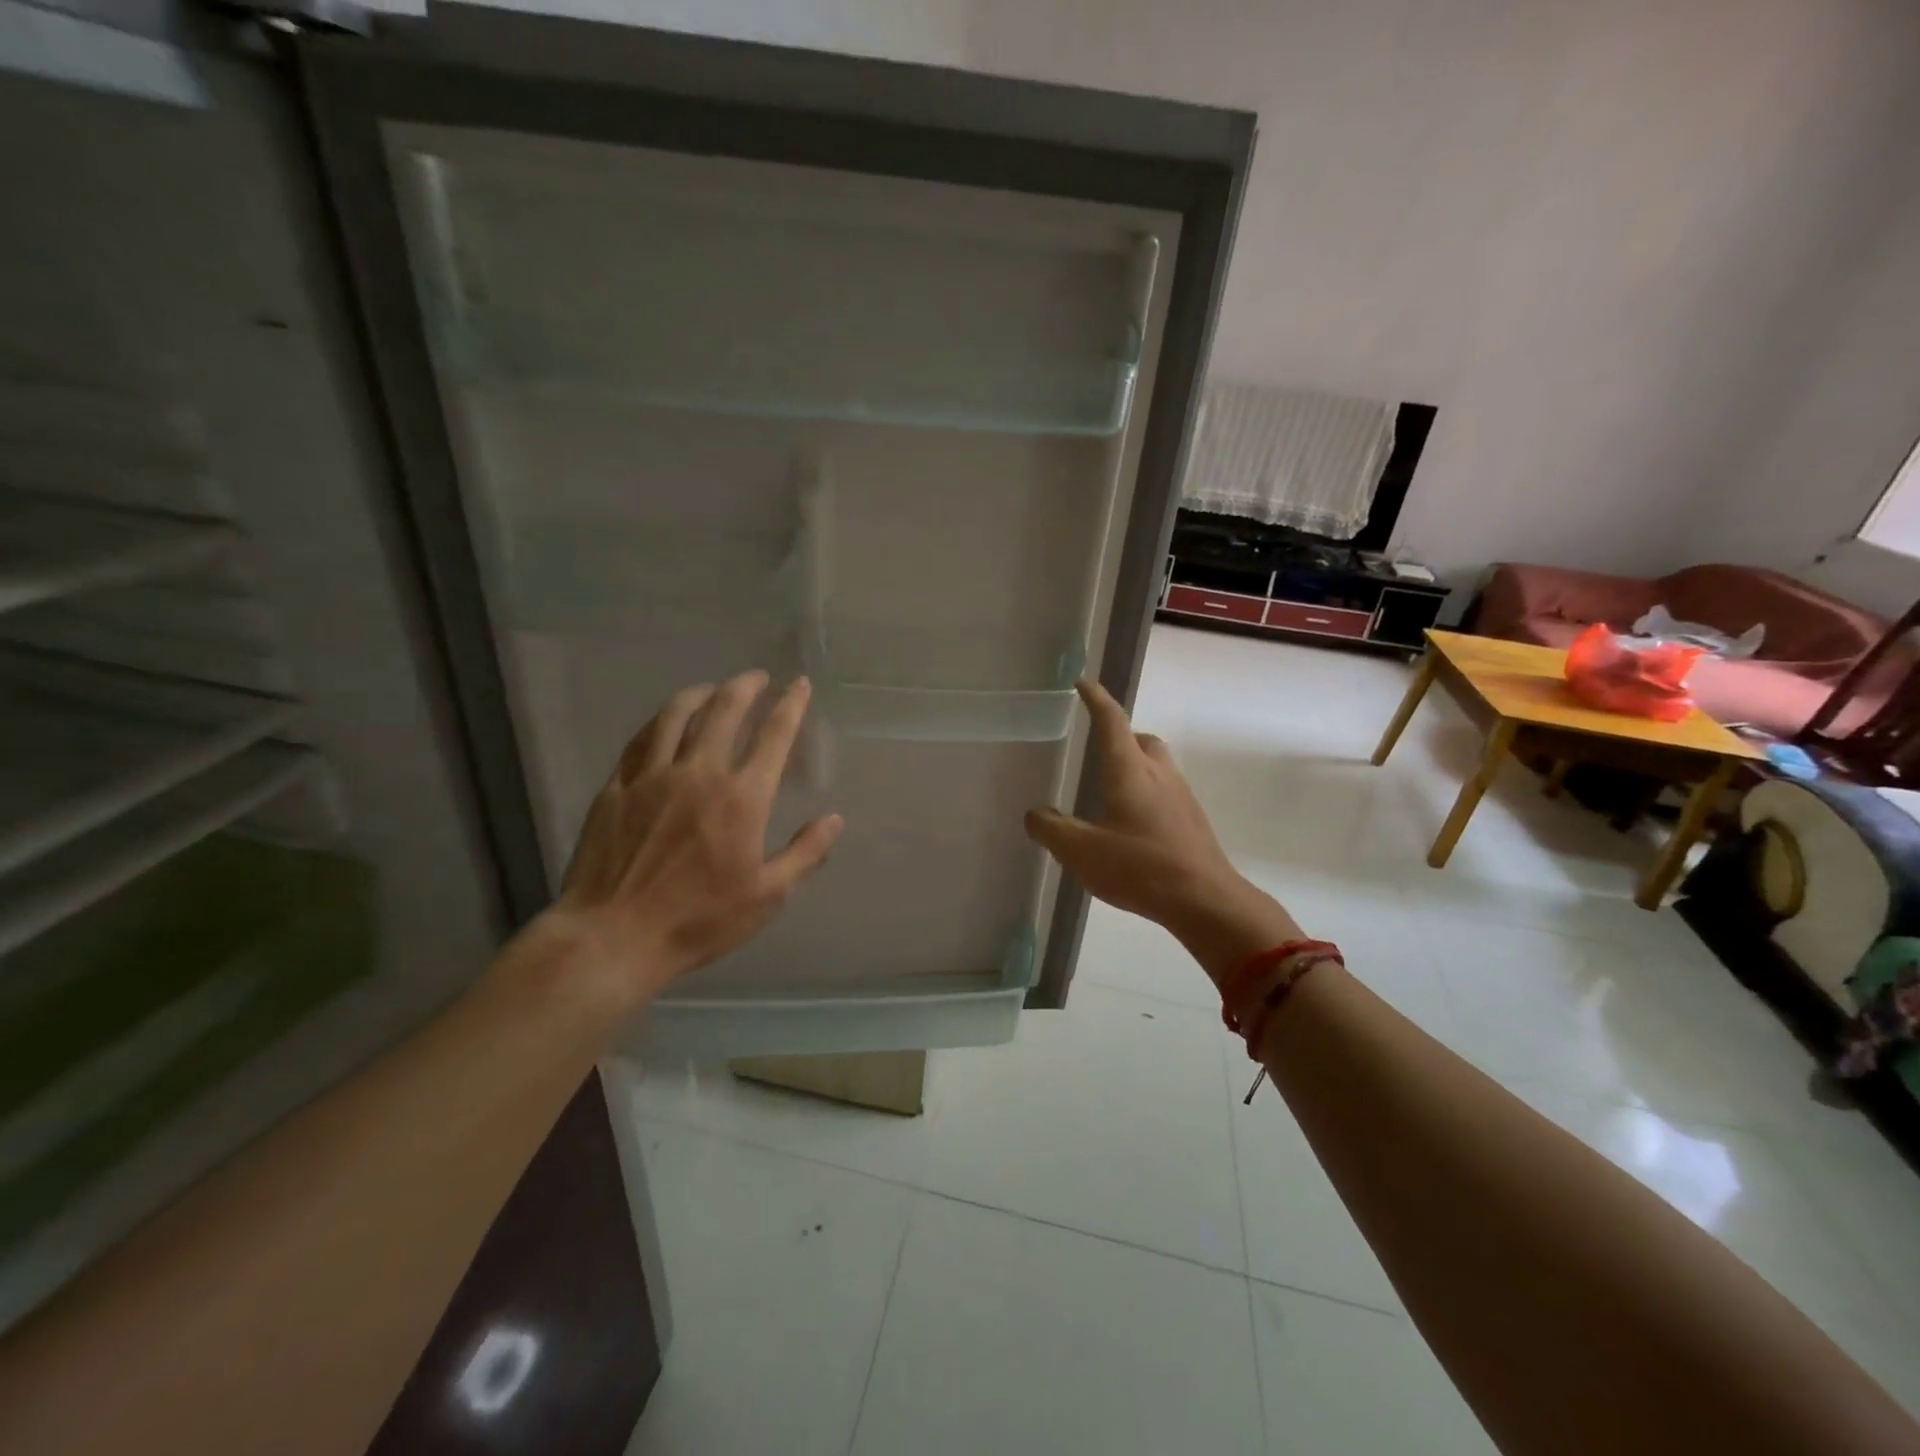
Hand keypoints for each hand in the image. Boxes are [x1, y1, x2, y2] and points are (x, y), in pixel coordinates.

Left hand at [539, 670, 843, 1001]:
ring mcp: (652, 777)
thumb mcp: (767, 896)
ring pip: (676, 715)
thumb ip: (804, 853)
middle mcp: (699, 773)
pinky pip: (639, 740)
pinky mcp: (615, 788)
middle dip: (746, 686)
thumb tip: (834, 819)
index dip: (790, 705)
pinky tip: (663, 721)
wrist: (613, 937)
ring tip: (712, 688)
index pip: (773, 736)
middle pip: (724, 710)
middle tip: (757, 677)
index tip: (799, 685)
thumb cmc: (698, 920)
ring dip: (700, 693)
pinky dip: (658, 722)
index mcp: (742, 798)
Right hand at [1025, 680, 1296, 979]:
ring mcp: (1181, 795)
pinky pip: (1165, 791)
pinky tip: (1132, 824)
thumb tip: (1036, 814)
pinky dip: (1146, 792)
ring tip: (1110, 790)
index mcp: (1129, 770)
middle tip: (1098, 749)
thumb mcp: (1081, 851)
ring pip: (1155, 765)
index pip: (1111, 720)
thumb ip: (1051, 829)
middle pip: (1140, 739)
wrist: (1206, 900)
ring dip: (1134, 765)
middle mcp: (1158, 773)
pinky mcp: (1191, 819)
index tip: (1083, 684)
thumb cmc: (1140, 868)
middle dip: (1119, 735)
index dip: (1096, 699)